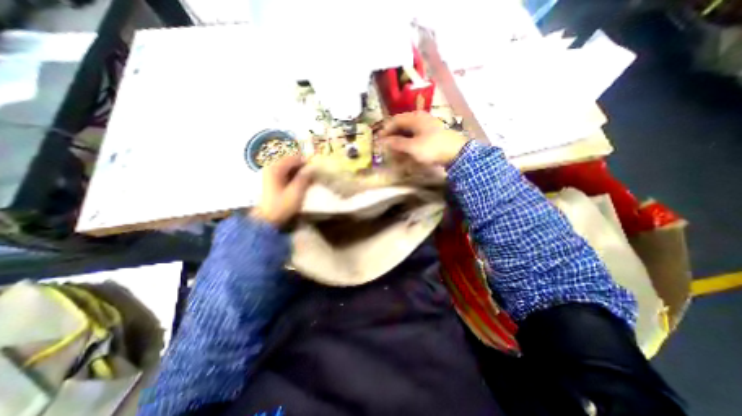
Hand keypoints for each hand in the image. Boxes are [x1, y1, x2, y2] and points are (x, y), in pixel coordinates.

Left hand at [253, 157, 312, 227]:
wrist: (267, 220)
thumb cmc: (281, 206)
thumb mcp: (296, 192)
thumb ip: (304, 178)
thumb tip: (312, 168)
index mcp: (276, 169)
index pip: (294, 157)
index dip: (307, 162)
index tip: (316, 169)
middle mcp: (271, 168)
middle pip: (291, 161)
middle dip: (303, 167)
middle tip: (313, 175)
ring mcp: (271, 174)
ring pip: (289, 167)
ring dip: (300, 172)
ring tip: (309, 181)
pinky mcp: (272, 180)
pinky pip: (286, 173)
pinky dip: (295, 176)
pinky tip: (301, 184)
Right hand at [378, 112, 467, 167]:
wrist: (456, 152)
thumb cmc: (432, 148)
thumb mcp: (412, 147)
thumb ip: (397, 143)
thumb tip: (383, 141)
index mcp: (414, 118)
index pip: (395, 120)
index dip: (385, 130)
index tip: (379, 140)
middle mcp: (420, 118)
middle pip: (401, 125)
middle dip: (392, 135)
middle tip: (385, 145)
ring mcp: (426, 125)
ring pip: (408, 130)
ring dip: (399, 139)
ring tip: (394, 149)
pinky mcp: (431, 133)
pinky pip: (415, 135)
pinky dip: (408, 141)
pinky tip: (406, 149)